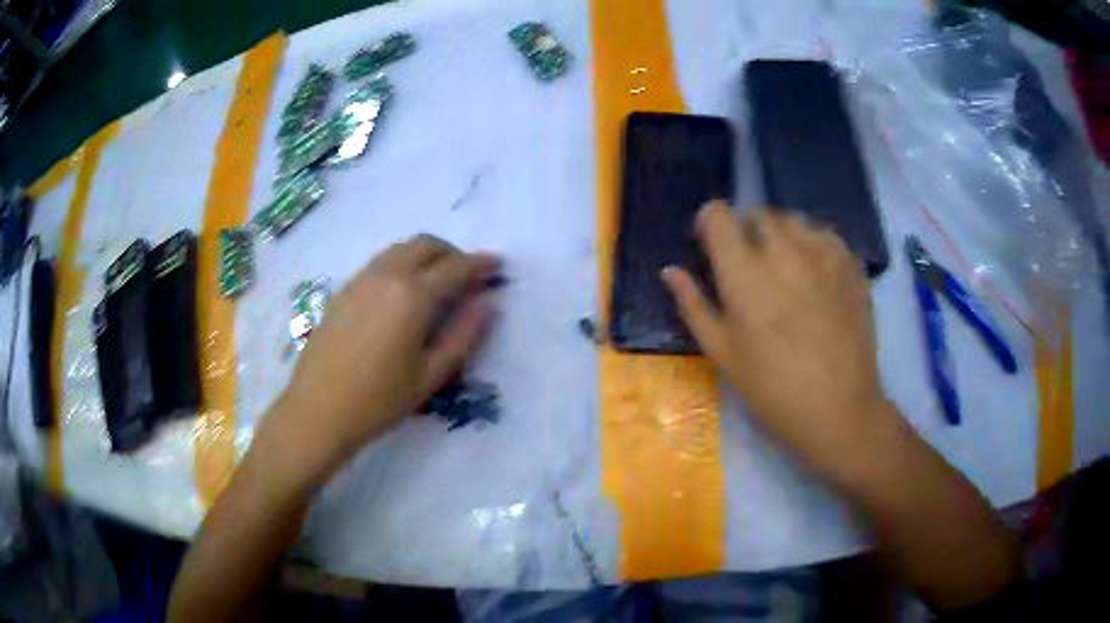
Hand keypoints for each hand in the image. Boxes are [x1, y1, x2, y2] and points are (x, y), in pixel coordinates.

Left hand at [260, 235, 499, 485]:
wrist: (319, 410)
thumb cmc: (380, 400)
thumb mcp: (431, 374)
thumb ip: (464, 336)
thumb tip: (488, 305)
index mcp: (413, 296)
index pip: (455, 267)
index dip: (480, 264)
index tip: (497, 266)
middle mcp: (386, 276)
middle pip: (425, 244)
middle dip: (452, 252)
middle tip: (466, 275)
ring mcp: (360, 280)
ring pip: (399, 249)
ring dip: (425, 255)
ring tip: (436, 282)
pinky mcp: (343, 290)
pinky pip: (379, 262)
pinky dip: (400, 264)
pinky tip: (402, 293)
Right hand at [662, 203, 890, 477]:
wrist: (839, 408)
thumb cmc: (773, 388)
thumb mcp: (723, 353)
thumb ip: (693, 305)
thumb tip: (670, 271)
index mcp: (744, 273)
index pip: (718, 215)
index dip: (709, 224)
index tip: (712, 246)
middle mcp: (784, 250)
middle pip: (756, 214)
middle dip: (746, 232)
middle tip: (751, 268)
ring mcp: (823, 252)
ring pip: (793, 220)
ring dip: (782, 236)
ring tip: (786, 270)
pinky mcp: (851, 263)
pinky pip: (824, 234)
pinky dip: (813, 245)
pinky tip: (816, 277)